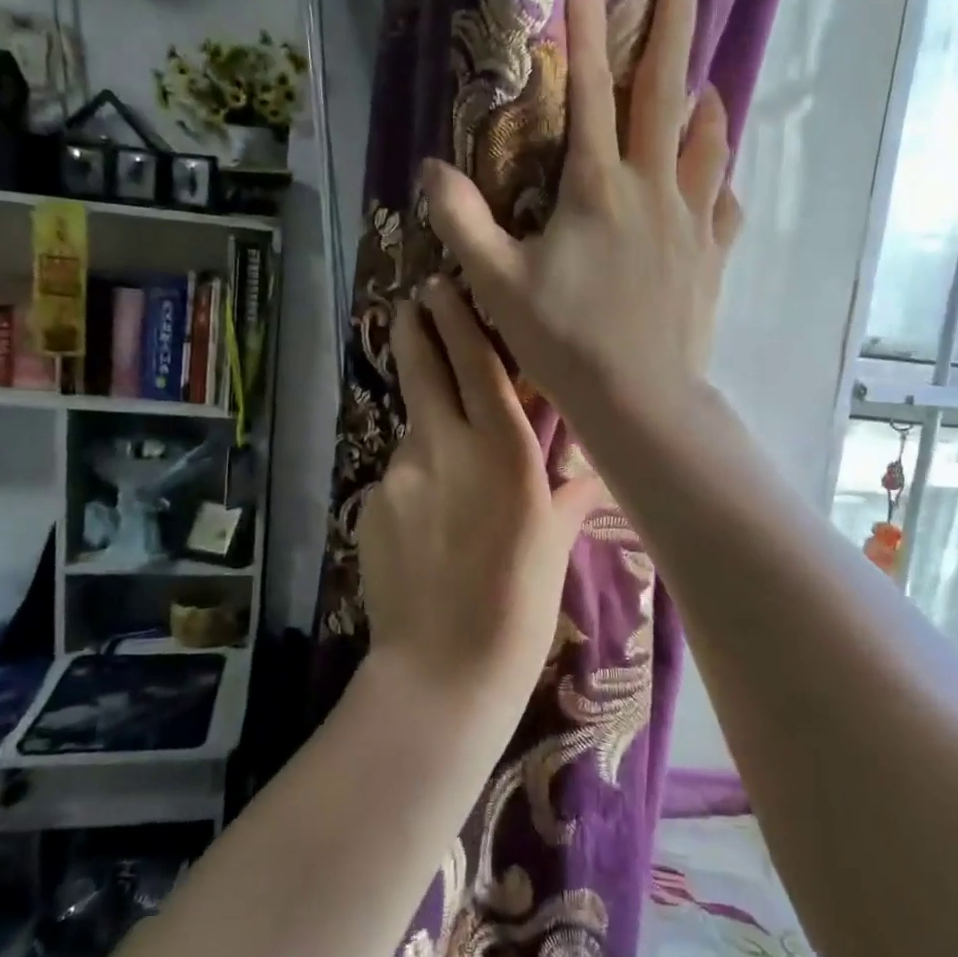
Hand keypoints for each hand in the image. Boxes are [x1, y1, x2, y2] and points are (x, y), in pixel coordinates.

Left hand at [357, 279, 602, 698]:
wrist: (442, 669)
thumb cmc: (518, 609)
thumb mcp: (553, 548)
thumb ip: (567, 499)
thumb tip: (587, 476)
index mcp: (503, 452)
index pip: (477, 366)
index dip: (458, 321)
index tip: (442, 287)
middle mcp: (446, 448)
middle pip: (424, 371)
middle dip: (415, 332)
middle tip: (411, 307)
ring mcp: (400, 475)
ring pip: (413, 430)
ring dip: (426, 429)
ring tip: (446, 467)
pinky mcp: (370, 506)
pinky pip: (399, 478)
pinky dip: (414, 481)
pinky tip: (427, 522)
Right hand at [424, 0, 741, 431]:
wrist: (639, 398)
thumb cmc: (564, 341)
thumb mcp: (497, 284)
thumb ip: (462, 222)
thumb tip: (431, 169)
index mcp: (597, 188)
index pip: (591, 91)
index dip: (587, 29)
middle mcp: (651, 191)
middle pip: (665, 95)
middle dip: (673, 28)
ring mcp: (690, 224)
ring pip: (705, 146)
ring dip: (706, 103)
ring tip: (709, 78)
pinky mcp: (711, 259)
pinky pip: (723, 207)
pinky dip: (720, 183)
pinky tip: (719, 180)